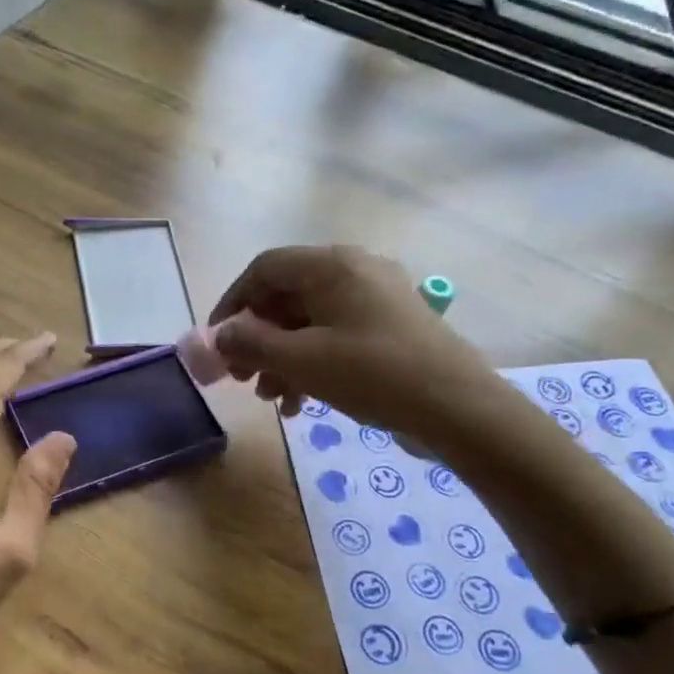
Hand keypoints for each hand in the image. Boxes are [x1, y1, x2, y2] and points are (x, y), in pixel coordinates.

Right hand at [211, 246, 496, 435]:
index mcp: (333, 266)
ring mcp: (375, 300)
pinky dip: (311, 365)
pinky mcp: (389, 328)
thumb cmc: (373, 374)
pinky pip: (335, 337)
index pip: (264, 268)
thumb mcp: (302, 360)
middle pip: (286, 297)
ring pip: (309, 322)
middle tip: (240, 377)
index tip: (217, 342)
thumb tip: (219, 336)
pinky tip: (301, 404)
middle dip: (257, 339)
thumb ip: (251, 343)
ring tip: (270, 398)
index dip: (233, 303)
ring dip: (281, 358)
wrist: (457, 407)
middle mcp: (354, 272)